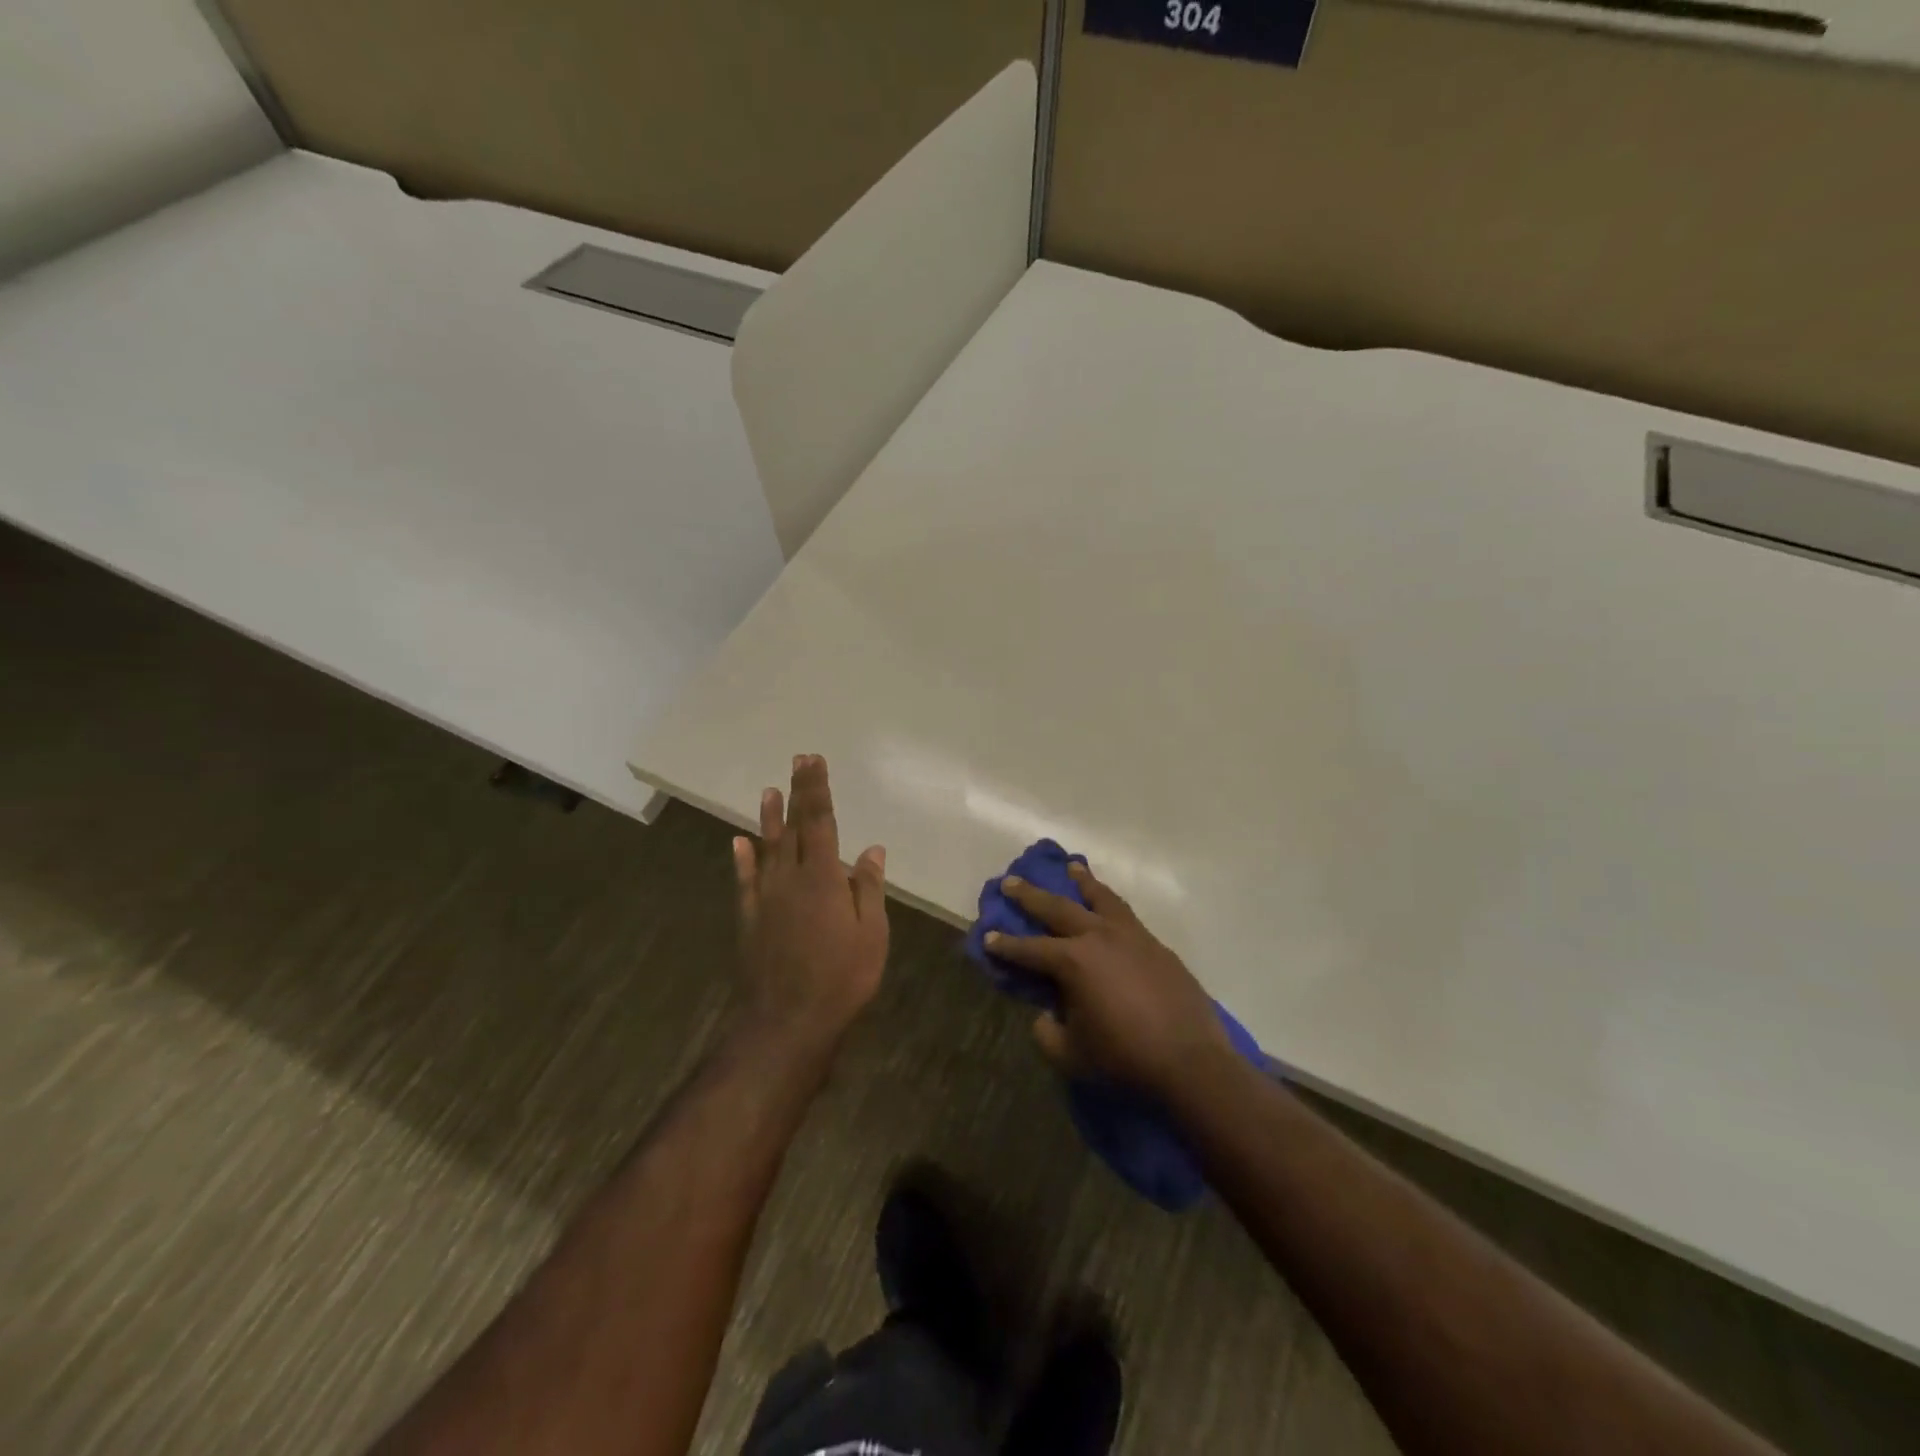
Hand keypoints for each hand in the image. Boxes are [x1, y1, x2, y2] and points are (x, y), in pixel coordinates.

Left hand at [732, 755, 888, 1054]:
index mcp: (822, 877)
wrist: (787, 1022)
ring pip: (766, 848)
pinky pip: (744, 881)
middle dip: (796, 793)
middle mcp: (789, 878)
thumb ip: (867, 887)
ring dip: (768, 819)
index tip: (813, 761)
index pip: (819, 821)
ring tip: (768, 792)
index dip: (816, 789)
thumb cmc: (841, 977)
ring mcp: (764, 898)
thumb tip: (870, 849)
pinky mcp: (749, 919)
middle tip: (797, 762)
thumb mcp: (872, 934)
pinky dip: (742, 860)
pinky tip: (738, 844)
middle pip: (792, 827)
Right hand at [989, 864, 1226, 1097]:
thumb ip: (1048, 1032)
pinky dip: (1111, 903)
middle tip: (1011, 881)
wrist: (1190, 1061)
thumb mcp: (1072, 1055)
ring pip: (1101, 898)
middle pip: (1058, 908)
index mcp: (1073, 961)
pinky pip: (1126, 914)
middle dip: (1031, 896)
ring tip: (1071, 867)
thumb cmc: (1124, 1058)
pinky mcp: (1156, 945)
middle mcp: (1099, 937)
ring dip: (1082, 882)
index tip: (987, 936)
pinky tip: (1108, 907)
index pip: (1029, 949)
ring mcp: (1131, 936)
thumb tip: (1045, 1015)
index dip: (1005, 945)